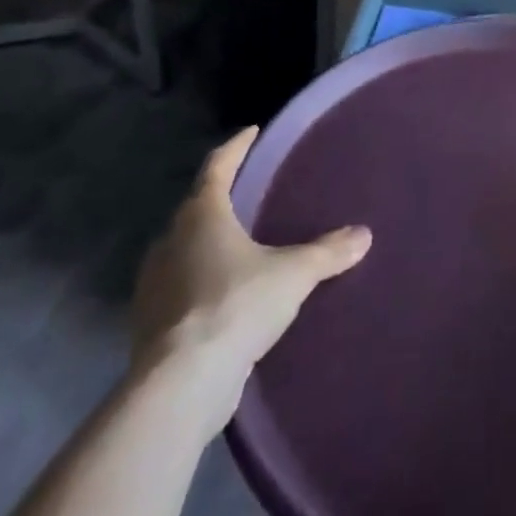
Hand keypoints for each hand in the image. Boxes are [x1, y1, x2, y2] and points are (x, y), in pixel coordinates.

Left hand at [131, 128, 370, 428]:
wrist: (181, 384)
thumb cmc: (237, 305)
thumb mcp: (294, 274)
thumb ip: (328, 252)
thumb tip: (364, 234)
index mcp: (202, 215)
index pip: (217, 166)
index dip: (236, 147)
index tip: (251, 131)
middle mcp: (171, 241)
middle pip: (196, 207)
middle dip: (220, 197)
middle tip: (248, 191)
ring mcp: (155, 283)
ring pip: (184, 248)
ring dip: (207, 242)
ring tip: (238, 244)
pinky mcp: (151, 323)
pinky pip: (179, 286)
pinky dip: (199, 281)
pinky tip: (222, 294)